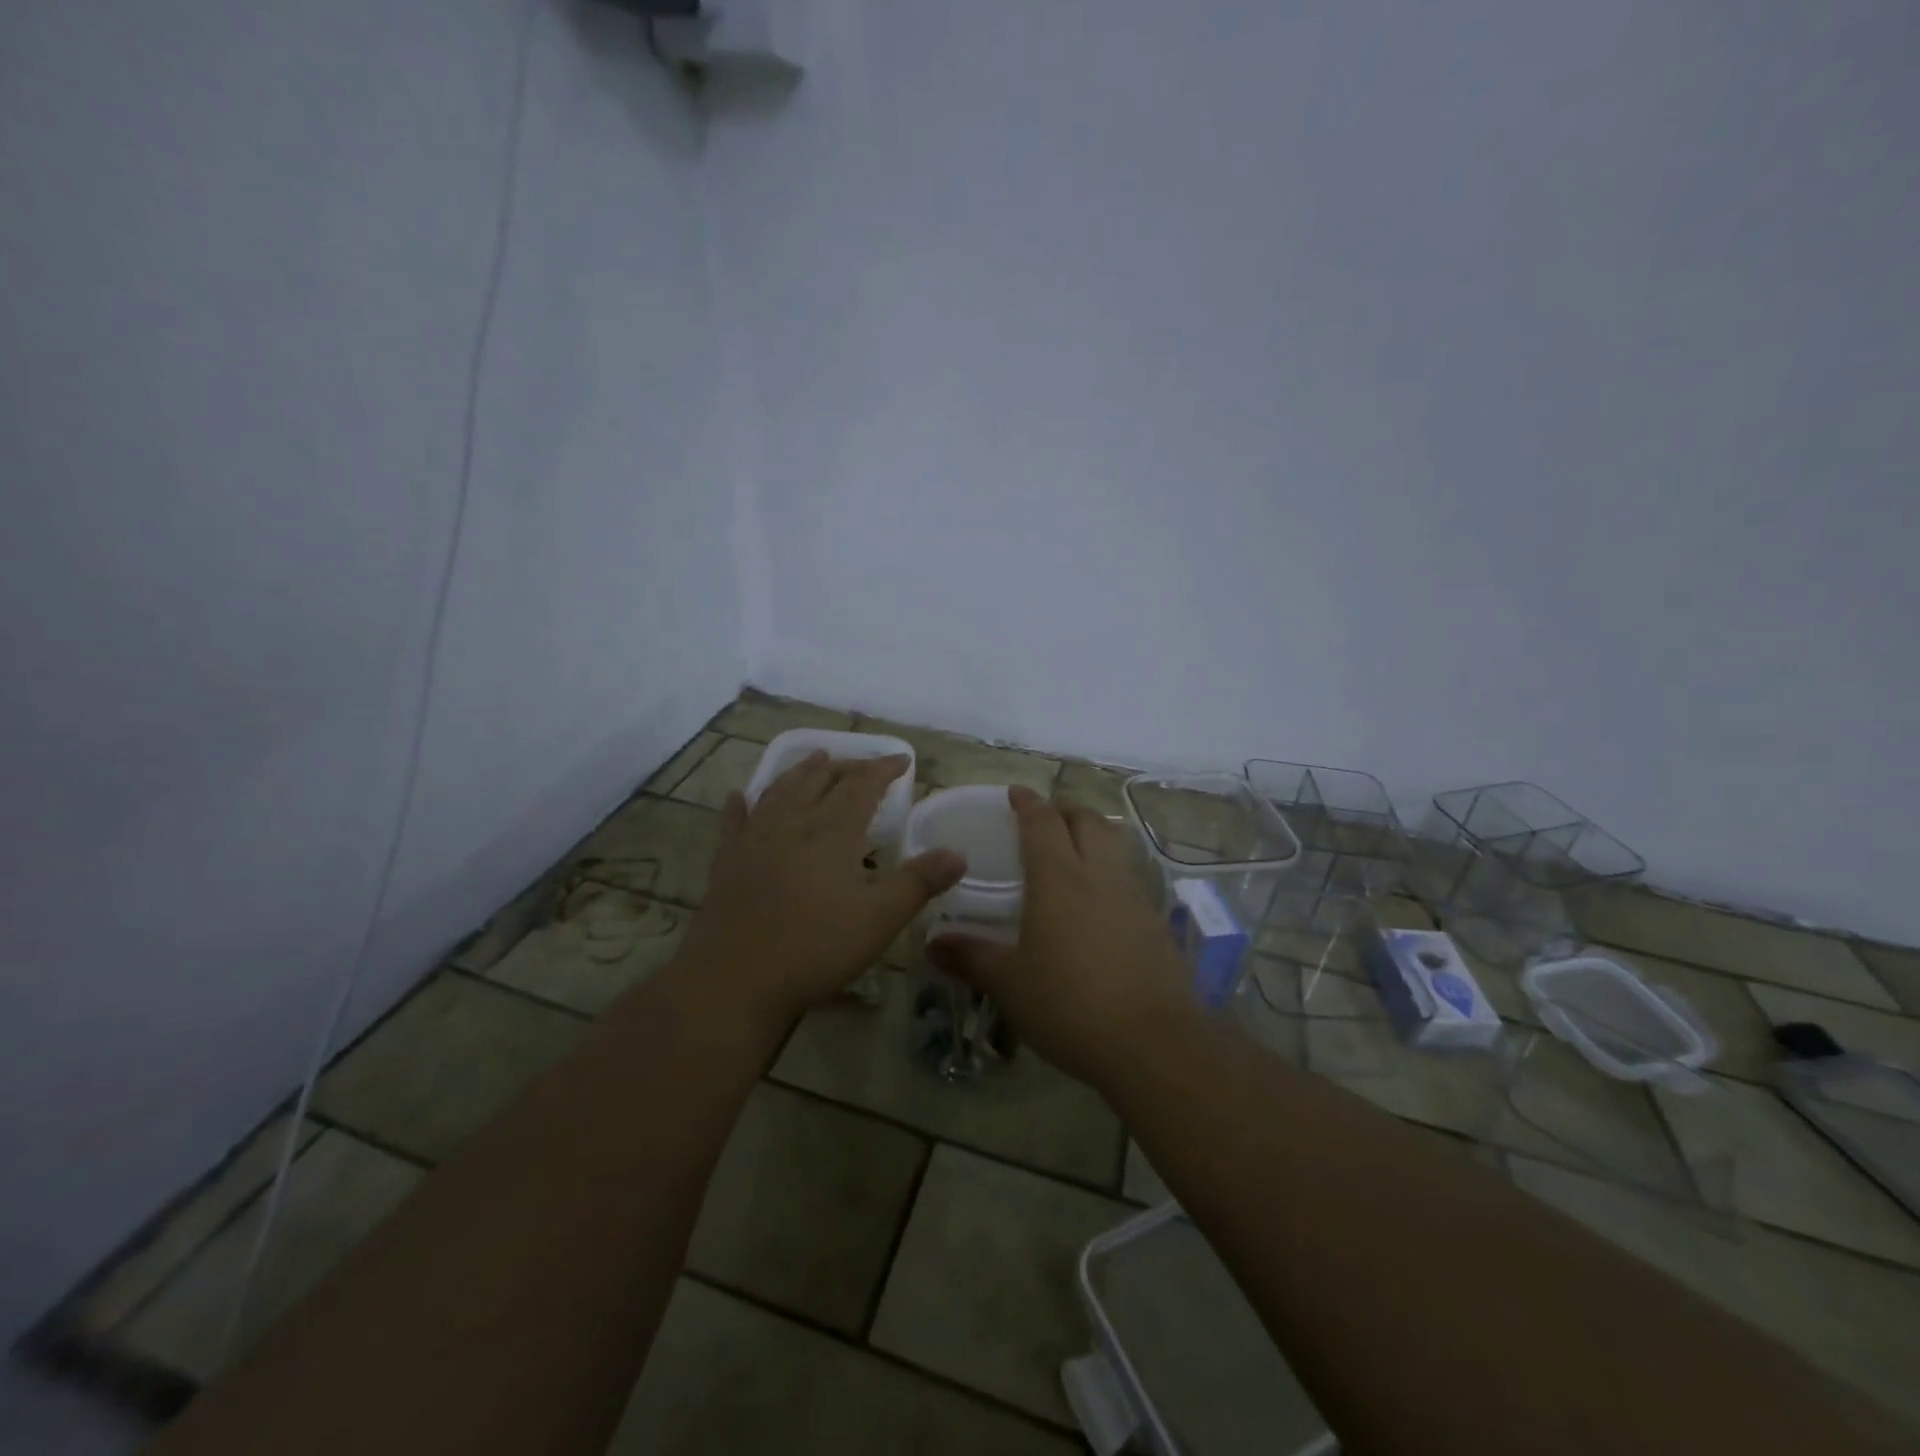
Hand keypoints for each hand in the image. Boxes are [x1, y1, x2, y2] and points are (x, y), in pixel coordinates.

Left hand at [679, 752, 965, 1025]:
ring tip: (814, 759)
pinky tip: (738, 797)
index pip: (862, 786)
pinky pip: (734, 823)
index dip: (883, 768)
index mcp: (832, 832)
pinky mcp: (727, 863)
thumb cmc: (816, 947)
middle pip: (820, 780)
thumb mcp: (880, 919)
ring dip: (800, 772)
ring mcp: (755, 841)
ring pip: (780, 791)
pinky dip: (740, 806)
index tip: (901, 760)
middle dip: (845, 766)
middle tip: (863, 765)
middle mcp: (793, 824)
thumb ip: (920, 882)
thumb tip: (958, 854)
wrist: (736, 980)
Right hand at [928, 787, 1192, 1088]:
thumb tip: (932, 942)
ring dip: (1093, 833)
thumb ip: (970, 957)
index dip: (1028, 802)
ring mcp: (1134, 896)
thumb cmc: (1070, 1004)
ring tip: (1075, 848)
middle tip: (1046, 816)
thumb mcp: (1010, 984)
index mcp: (1059, 878)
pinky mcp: (1157, 922)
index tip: (1015, 792)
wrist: (1153, 1043)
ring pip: (1115, 844)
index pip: (1042, 822)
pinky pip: (1131, 877)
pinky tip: (1101, 900)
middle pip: (1087, 820)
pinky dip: (1112, 869)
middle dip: (1065, 808)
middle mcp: (1099, 875)